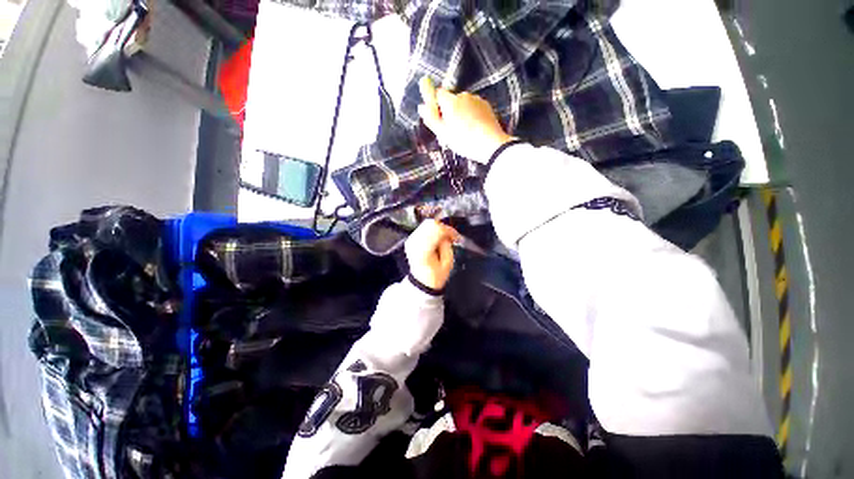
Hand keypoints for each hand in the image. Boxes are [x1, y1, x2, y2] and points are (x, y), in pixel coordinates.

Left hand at [405, 219, 459, 290]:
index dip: (449, 231)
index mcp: (423, 250)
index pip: (437, 230)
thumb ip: (447, 246)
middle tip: (450, 236)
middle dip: (443, 228)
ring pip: (426, 224)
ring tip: (444, 238)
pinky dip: (432, 231)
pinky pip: (423, 228)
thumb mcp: (447, 263)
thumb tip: (447, 236)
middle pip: (430, 224)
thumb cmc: (435, 276)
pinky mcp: (411, 240)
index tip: (455, 236)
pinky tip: (437, 239)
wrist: (421, 282)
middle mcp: (415, 243)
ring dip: (438, 228)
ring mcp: (411, 240)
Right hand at [418, 77, 515, 163]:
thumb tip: (421, 107)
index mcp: (451, 101)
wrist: (490, 144)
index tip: (437, 117)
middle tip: (450, 130)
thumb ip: (431, 118)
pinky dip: (471, 116)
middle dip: (449, 111)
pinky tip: (473, 129)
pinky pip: (473, 108)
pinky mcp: (486, 106)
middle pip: (451, 100)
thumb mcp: (443, 133)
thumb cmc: (464, 140)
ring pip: (463, 104)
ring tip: (463, 132)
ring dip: (460, 114)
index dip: (435, 104)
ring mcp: (477, 100)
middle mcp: (464, 96)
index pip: (437, 93)